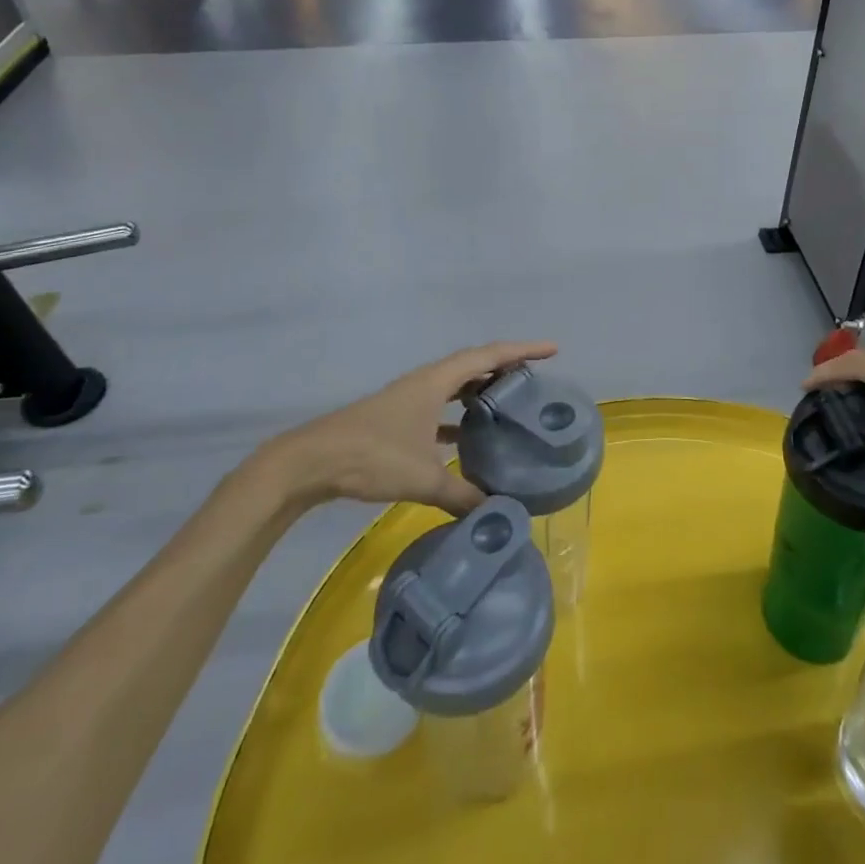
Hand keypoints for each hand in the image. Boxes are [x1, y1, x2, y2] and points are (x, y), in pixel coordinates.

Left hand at [256, 341, 557, 517]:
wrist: (309, 463)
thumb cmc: (371, 456)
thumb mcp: (422, 477)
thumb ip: (462, 495)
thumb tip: (498, 513)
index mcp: (436, 381)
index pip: (489, 356)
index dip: (524, 350)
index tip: (554, 350)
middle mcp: (426, 382)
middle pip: (474, 365)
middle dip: (506, 367)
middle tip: (536, 379)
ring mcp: (409, 400)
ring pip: (456, 386)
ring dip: (481, 391)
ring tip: (509, 405)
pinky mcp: (397, 419)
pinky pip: (440, 409)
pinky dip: (459, 418)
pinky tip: (468, 441)